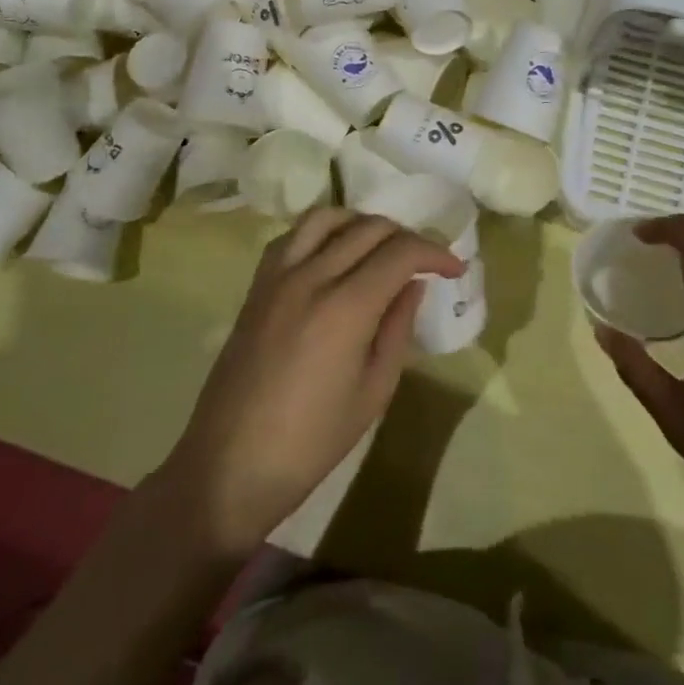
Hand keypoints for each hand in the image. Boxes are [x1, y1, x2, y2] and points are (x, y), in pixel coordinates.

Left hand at [158, 207, 462, 557]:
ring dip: (363, 224)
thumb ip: (398, 328)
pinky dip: (324, 232)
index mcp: (345, 307)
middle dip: (407, 237)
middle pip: (369, 227)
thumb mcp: (374, 391)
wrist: (229, 466)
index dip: (435, 253)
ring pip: (328, 217)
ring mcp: (278, 276)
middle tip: (425, 262)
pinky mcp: (256, 286)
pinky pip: (293, 236)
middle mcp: (311, 276)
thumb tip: (413, 285)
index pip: (401, 252)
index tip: (454, 269)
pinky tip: (335, 256)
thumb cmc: (311, 442)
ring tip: (381, 249)